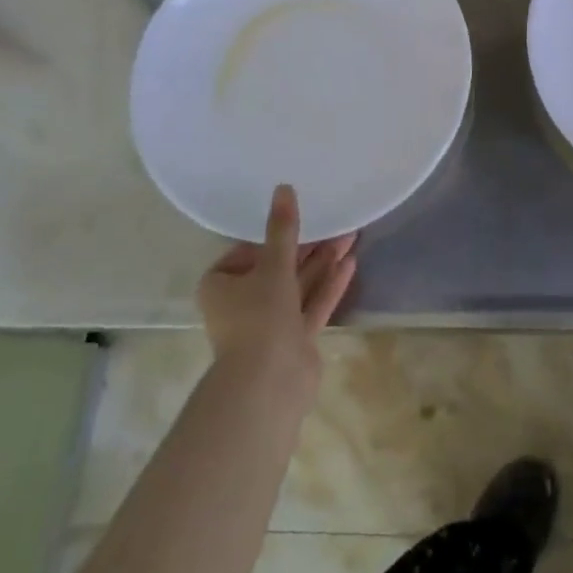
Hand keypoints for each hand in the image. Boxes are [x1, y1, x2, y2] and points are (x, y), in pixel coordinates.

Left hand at [197, 185, 357, 385]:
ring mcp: (269, 324)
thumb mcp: (272, 266)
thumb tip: (283, 188)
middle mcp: (242, 303)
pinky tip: (351, 263)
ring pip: (299, 285)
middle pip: (278, 267)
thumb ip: (282, 229)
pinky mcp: (293, 340)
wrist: (268, 384)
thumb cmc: (259, 317)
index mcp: (221, 285)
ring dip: (323, 262)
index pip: (248, 251)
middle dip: (308, 246)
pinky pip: (312, 305)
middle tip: (337, 222)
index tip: (303, 217)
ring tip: (351, 235)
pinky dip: (329, 285)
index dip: (276, 234)